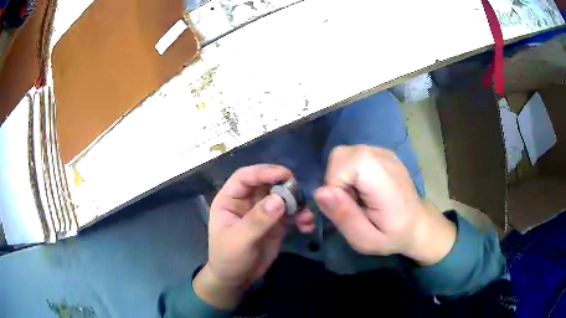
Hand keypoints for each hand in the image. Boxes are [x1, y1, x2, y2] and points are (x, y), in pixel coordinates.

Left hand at [194, 165, 314, 308]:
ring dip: (297, 203)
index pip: (245, 177)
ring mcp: (263, 212)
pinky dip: (300, 217)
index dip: (263, 172)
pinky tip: (307, 226)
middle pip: (267, 184)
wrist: (236, 280)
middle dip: (285, 187)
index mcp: (230, 199)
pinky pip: (291, 214)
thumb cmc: (228, 259)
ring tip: (306, 216)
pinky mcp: (276, 224)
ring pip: (282, 198)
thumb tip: (279, 199)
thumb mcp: (239, 241)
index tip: (285, 175)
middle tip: (300, 193)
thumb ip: (257, 220)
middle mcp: (247, 201)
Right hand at [315, 145, 455, 265]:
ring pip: (344, 154)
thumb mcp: (365, 240)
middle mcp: (383, 157)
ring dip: (341, 176)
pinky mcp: (381, 151)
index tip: (345, 207)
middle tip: (349, 203)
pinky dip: (350, 171)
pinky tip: (363, 187)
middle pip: (339, 156)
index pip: (342, 164)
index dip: (334, 186)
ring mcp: (383, 151)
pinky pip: (353, 156)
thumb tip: (320, 192)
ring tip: (356, 196)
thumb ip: (344, 217)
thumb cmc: (392, 235)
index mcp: (383, 181)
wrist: (417, 222)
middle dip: (335, 180)